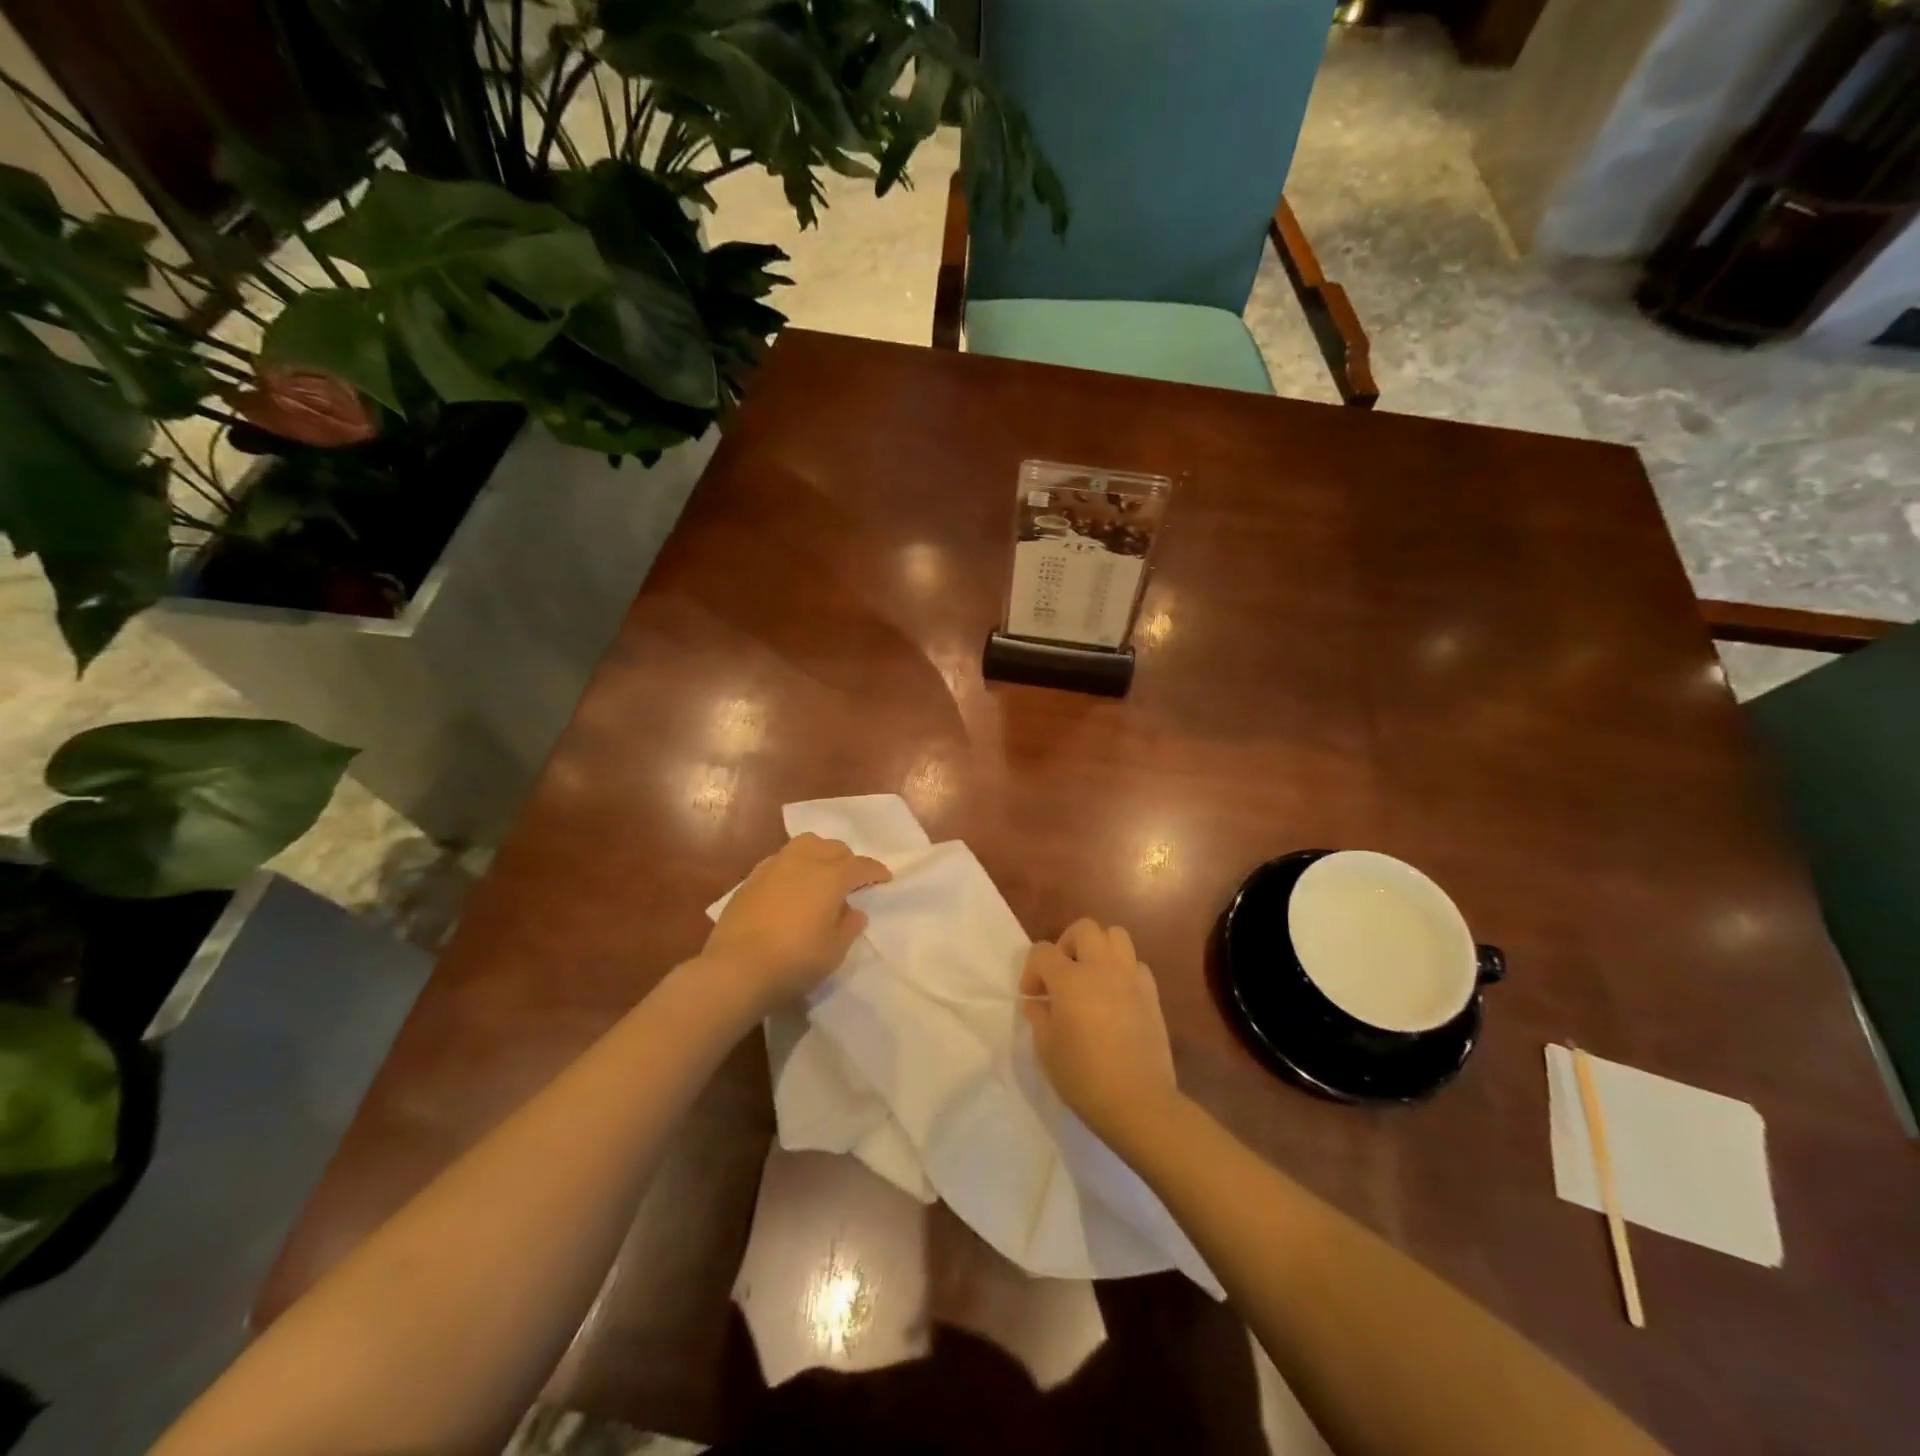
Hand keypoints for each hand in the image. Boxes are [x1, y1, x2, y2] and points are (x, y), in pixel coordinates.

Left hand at [702, 833, 890, 1013]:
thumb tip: (853, 910)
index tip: (884, 878)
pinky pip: (782, 859)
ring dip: (820, 854)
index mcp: (831, 876)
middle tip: (852, 880)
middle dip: (847, 860)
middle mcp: (804, 861)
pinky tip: (792, 885)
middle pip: (833, 848)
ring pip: (805, 845)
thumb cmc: (794, 961)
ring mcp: (774, 866)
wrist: (735, 969)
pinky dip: (794, 865)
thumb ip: (849, 926)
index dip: (875, 871)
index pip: (861, 865)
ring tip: (821, 875)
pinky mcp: (752, 878)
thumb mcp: (834, 951)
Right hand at [1021, 919, 1181, 1156]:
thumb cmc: (1084, 1077)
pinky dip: (1122, 971)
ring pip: (1116, 936)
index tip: (1032, 998)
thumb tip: (1038, 1003)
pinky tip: (1115, 997)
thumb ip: (1039, 1017)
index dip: (1031, 970)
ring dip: (1098, 949)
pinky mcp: (1152, 994)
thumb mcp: (1046, 1050)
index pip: (1043, 951)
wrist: (1138, 1102)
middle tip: (1061, 975)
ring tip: (1090, 977)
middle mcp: (1102, 968)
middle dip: (1066, 944)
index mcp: (1070, 980)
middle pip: (1084, 929)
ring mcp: (1130, 978)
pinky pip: (1136, 965)